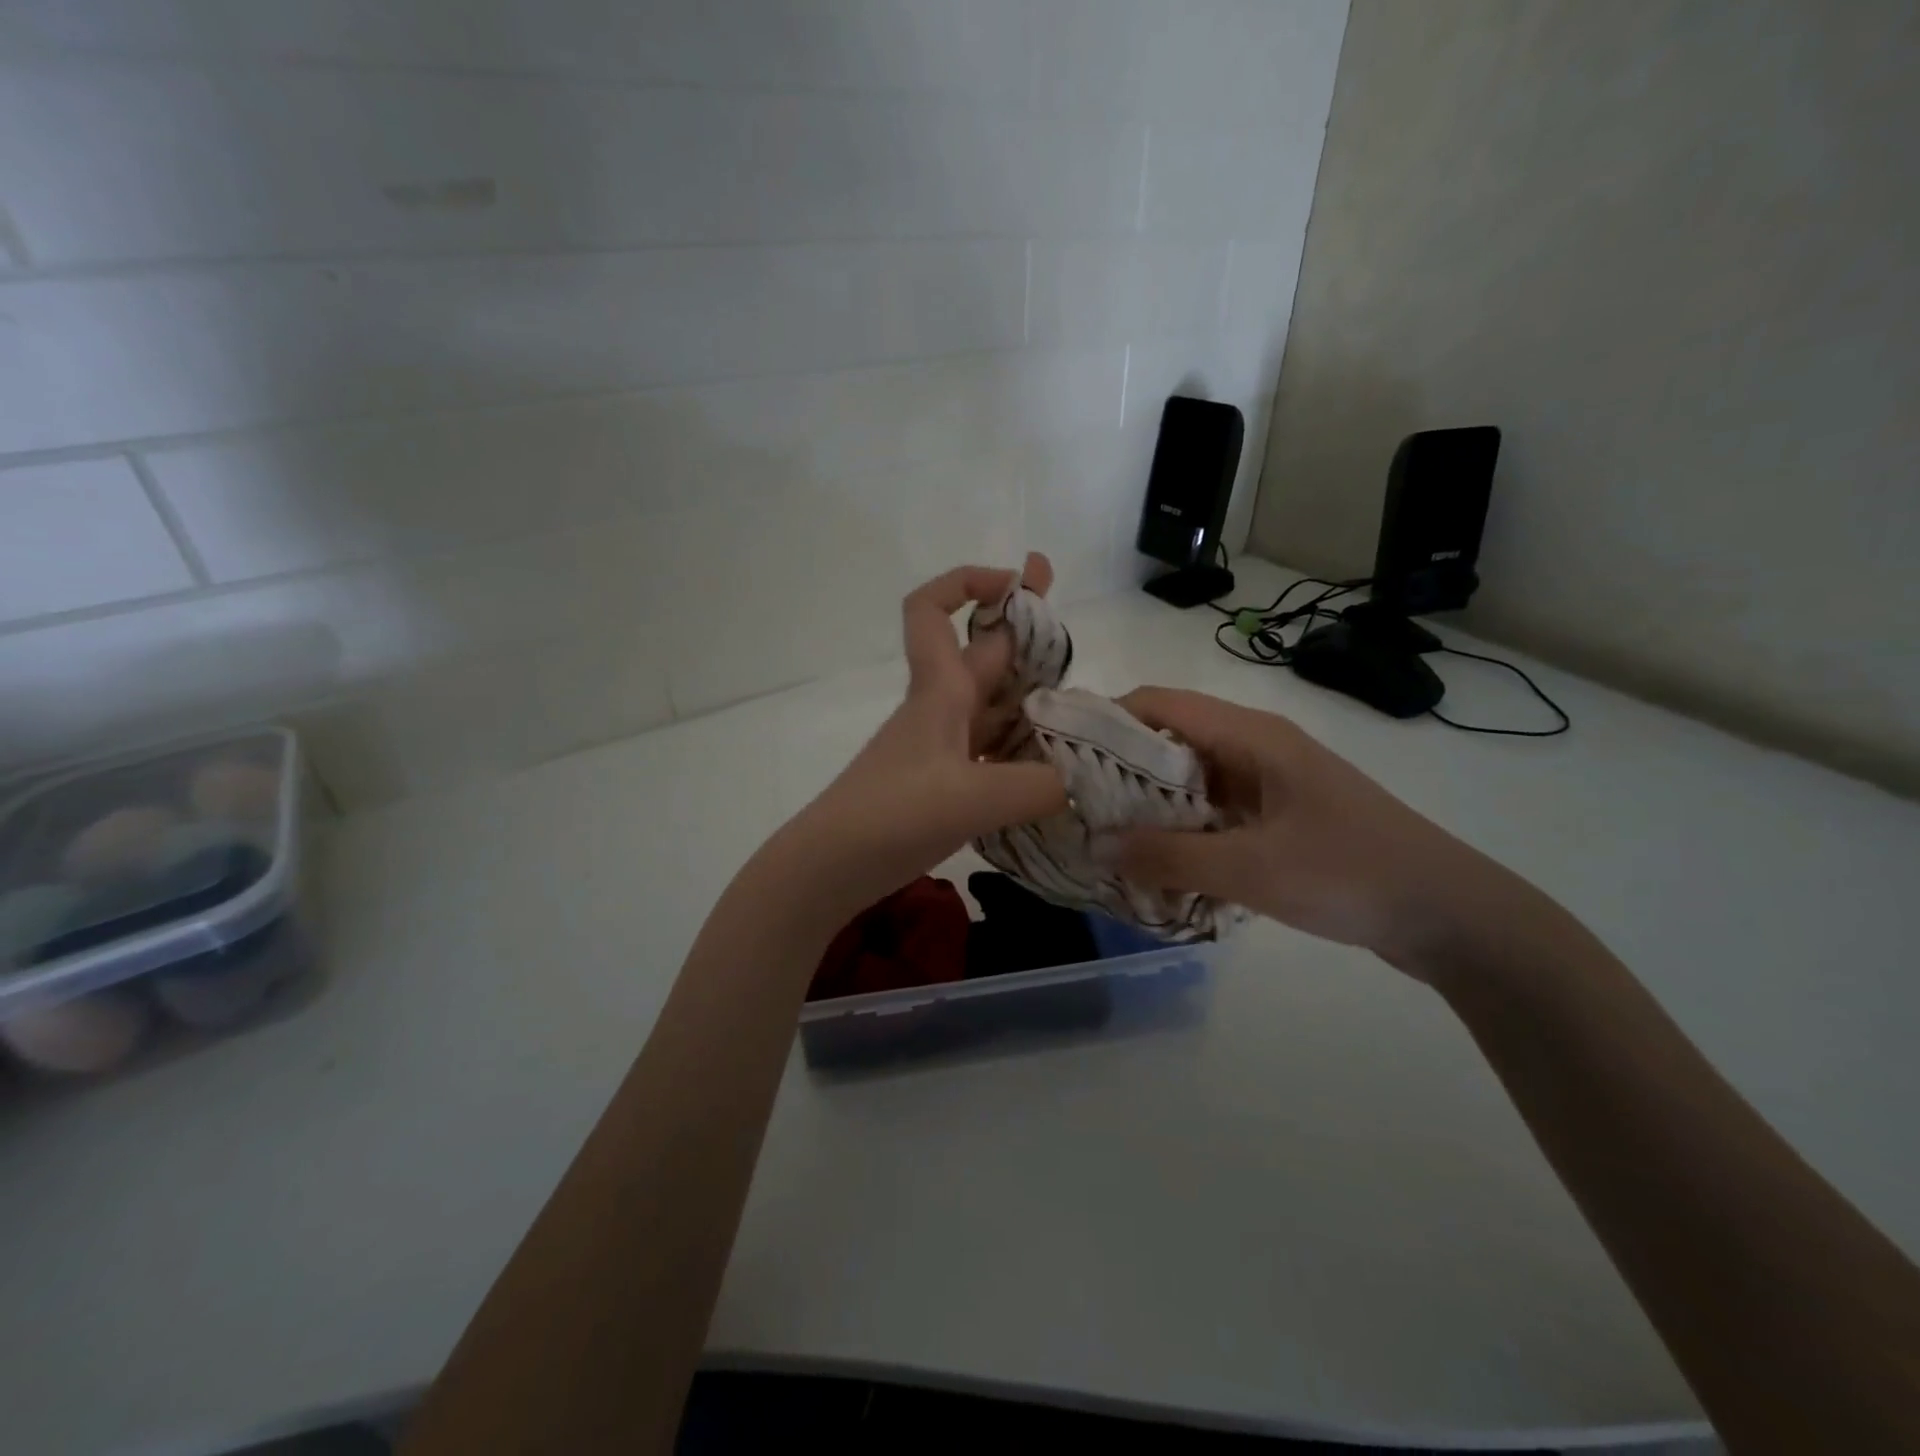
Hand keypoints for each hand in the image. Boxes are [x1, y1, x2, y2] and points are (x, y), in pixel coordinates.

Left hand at [780, 556, 1067, 919]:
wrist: (831, 867)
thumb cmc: (891, 815)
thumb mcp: (971, 798)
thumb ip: (1037, 787)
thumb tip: (1082, 784)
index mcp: (939, 690)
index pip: (932, 609)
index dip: (968, 581)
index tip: (1016, 581)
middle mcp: (942, 708)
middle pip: (984, 653)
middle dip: (1027, 631)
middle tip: (1077, 633)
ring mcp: (943, 747)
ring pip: (995, 705)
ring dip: (1034, 697)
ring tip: (1088, 710)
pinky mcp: (946, 783)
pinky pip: (994, 751)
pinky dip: (1025, 749)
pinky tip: (1057, 768)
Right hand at [1105, 687, 1534, 976]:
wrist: (1450, 915)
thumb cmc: (1351, 874)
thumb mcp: (1251, 870)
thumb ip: (1169, 857)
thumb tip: (1097, 844)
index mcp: (1250, 736)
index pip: (1159, 703)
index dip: (1106, 719)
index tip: (1060, 754)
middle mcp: (1255, 746)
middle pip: (1170, 738)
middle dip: (1119, 767)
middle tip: (1075, 805)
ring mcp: (1269, 781)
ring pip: (1190, 777)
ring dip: (1150, 802)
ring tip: (1105, 834)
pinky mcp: (1278, 815)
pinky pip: (1213, 809)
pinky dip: (1181, 827)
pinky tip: (1158, 860)